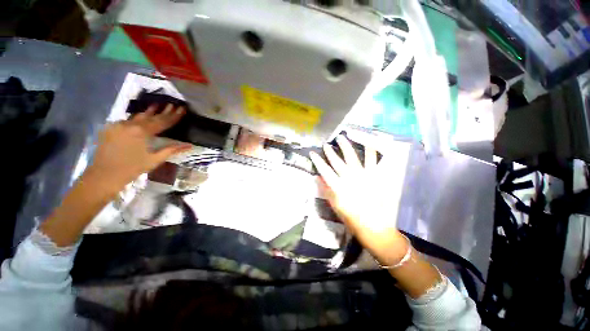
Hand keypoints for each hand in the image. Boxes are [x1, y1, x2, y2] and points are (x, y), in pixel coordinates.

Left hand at [85, 104, 191, 191]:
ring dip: (148, 113)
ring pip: (137, 117)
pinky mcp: (109, 128)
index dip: (174, 116)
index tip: (182, 108)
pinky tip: (139, 119)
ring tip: (156, 106)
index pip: (162, 122)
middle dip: (162, 111)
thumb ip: (172, 150)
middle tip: (171, 104)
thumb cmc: (133, 168)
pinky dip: (135, 120)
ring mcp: (117, 125)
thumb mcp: (155, 159)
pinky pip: (126, 121)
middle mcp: (129, 124)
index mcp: (142, 132)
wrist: (104, 175)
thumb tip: (189, 145)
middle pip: (150, 116)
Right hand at [310, 134, 410, 265]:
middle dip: (330, 152)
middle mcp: (349, 178)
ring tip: (341, 138)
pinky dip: (370, 150)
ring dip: (346, 146)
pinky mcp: (376, 176)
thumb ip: (326, 191)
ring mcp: (363, 176)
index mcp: (338, 187)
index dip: (317, 161)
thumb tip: (317, 178)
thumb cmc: (352, 219)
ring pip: (352, 157)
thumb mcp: (335, 207)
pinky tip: (367, 142)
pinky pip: (373, 160)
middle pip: (336, 161)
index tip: (313, 153)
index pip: (324, 170)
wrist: (375, 227)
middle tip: (326, 145)